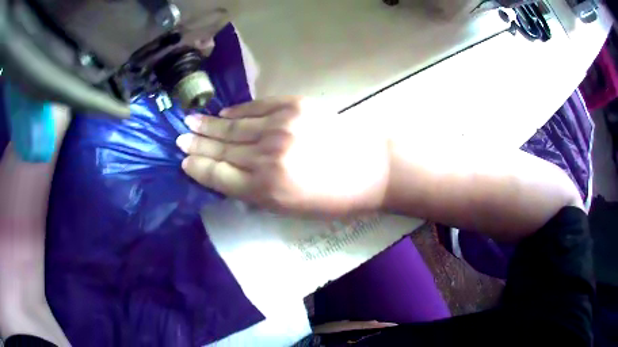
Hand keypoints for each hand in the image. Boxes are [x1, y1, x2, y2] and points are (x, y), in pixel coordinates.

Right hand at [177, 96, 389, 214]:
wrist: (373, 168)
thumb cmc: (335, 199)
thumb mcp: (291, 210)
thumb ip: (257, 193)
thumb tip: (229, 175)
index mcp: (266, 190)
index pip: (220, 176)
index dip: (199, 167)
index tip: (184, 160)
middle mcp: (267, 157)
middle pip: (222, 148)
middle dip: (198, 144)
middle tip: (179, 137)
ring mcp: (281, 127)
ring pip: (235, 126)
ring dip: (210, 125)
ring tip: (191, 121)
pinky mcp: (295, 106)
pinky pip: (257, 107)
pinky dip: (238, 111)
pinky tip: (224, 113)